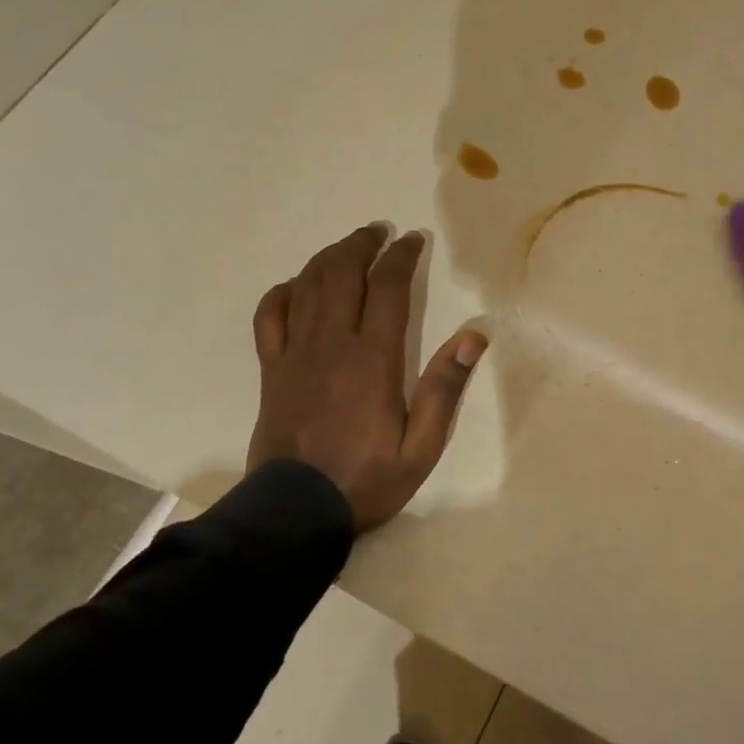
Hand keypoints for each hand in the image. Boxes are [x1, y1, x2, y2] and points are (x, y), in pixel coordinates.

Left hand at [248, 223, 486, 532]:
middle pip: (342, 273)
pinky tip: (296, 286)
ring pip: (306, 286)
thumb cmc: (367, 479)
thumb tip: (474, 336)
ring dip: (328, 258)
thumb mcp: (421, 446)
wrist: (296, 511)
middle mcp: (332, 344)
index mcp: (373, 359)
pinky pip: (270, 317)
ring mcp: (295, 354)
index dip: (401, 256)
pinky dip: (283, 292)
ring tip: (347, 247)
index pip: (388, 288)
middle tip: (379, 232)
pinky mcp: (271, 370)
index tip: (413, 240)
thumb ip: (445, 388)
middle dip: (362, 244)